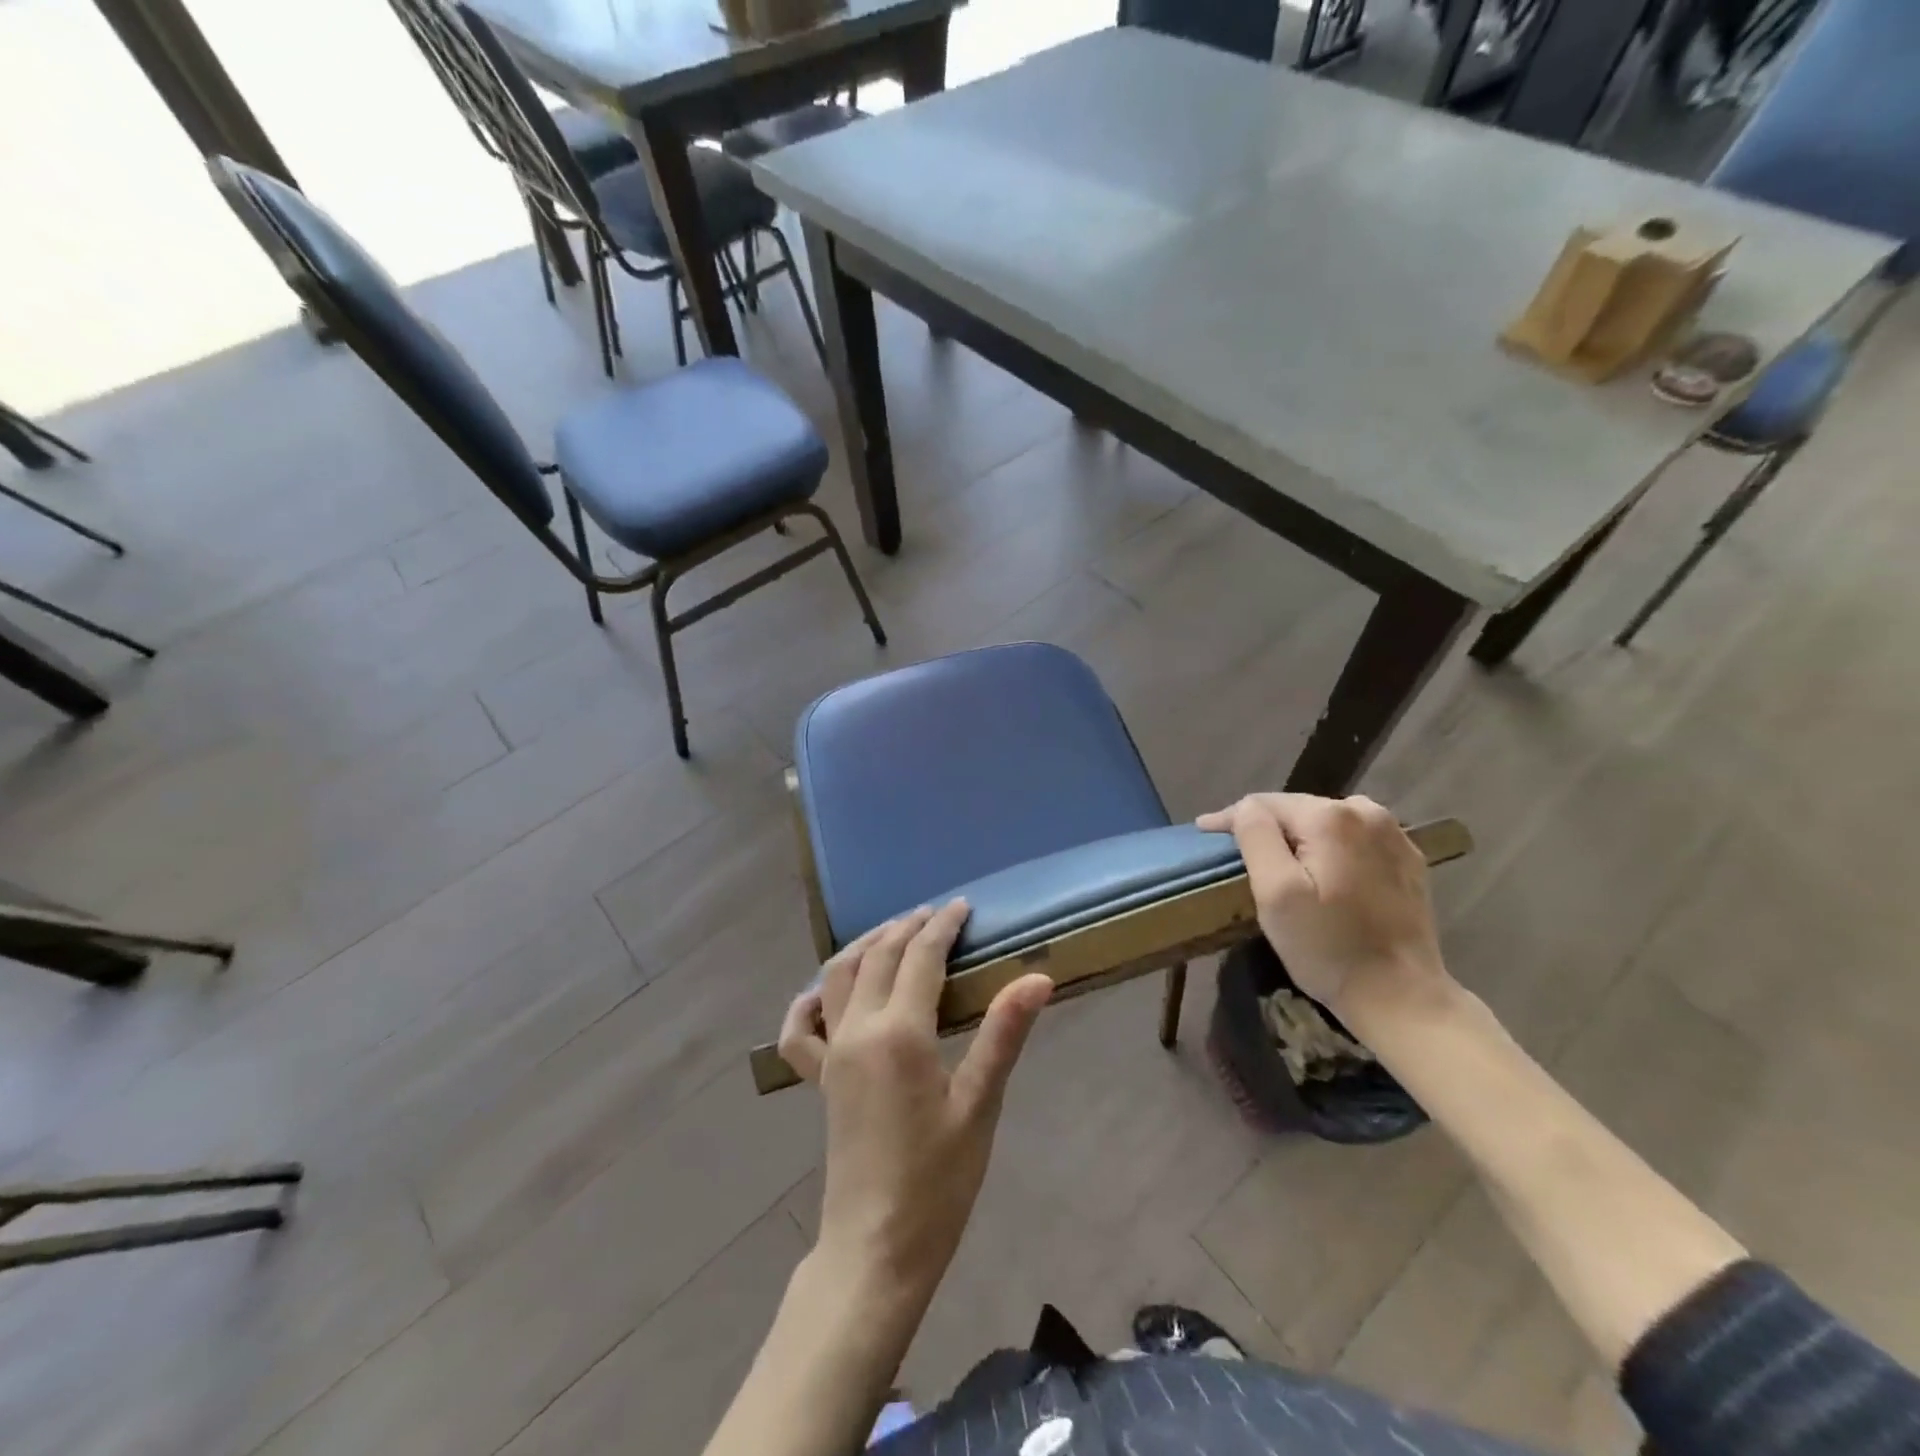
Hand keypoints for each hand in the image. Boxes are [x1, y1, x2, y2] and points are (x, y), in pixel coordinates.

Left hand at [778, 901, 1051, 1303]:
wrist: (877, 1246)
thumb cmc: (938, 1180)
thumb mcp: (980, 1105)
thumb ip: (1003, 1034)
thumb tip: (1037, 978)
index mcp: (900, 1032)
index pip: (921, 957)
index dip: (944, 926)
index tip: (964, 906)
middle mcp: (858, 1029)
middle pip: (878, 956)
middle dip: (908, 927)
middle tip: (937, 915)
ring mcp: (831, 1052)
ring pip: (838, 975)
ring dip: (866, 945)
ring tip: (893, 933)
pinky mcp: (818, 1078)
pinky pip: (800, 1028)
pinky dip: (809, 999)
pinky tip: (824, 992)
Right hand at [1196, 793, 1449, 1024]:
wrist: (1401, 996)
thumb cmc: (1328, 947)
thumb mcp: (1276, 893)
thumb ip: (1256, 837)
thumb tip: (1245, 808)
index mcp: (1330, 817)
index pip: (1265, 803)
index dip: (1231, 818)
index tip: (1204, 832)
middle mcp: (1367, 812)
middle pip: (1297, 809)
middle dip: (1267, 827)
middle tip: (1237, 851)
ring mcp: (1394, 835)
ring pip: (1326, 821)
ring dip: (1299, 836)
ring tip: (1278, 860)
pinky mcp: (1409, 859)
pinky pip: (1354, 839)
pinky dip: (1331, 848)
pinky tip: (1323, 870)